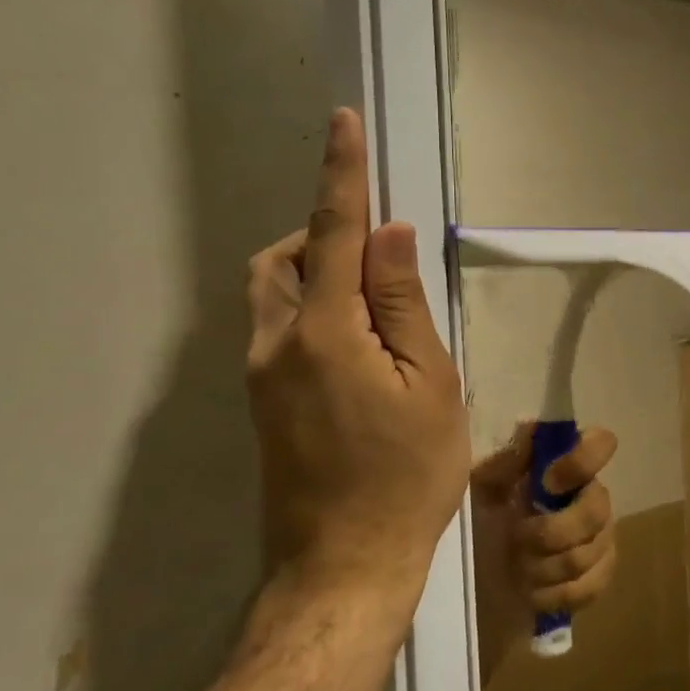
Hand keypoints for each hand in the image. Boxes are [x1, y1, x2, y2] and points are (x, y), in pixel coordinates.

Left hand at [244, 108, 469, 611]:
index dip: (341, 174)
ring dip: (315, 272)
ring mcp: (260, 376)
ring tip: (376, 306)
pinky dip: (314, 310)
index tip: (343, 123)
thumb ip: (403, 303)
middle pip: (281, 257)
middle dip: (321, 233)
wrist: (344, 567)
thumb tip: (389, 235)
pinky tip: (361, 349)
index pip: (331, 232)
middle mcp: (275, 344)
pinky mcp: (263, 402)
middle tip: (380, 258)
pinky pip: (279, 328)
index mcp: (323, 333)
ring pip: (272, 292)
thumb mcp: (429, 384)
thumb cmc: (406, 476)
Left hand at [470, 423, 618, 674]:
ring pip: (592, 552)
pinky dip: (558, 593)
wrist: (475, 577)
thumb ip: (507, 461)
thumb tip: (532, 431)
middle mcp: (590, 496)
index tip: (547, 482)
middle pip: (599, 508)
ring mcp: (599, 538)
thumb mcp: (481, 487)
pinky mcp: (597, 578)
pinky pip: (593, 585)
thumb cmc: (479, 521)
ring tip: (519, 568)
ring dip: (547, 566)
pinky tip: (534, 591)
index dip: (582, 461)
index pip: (602, 443)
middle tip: (518, 539)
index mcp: (565, 466)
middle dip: (553, 532)